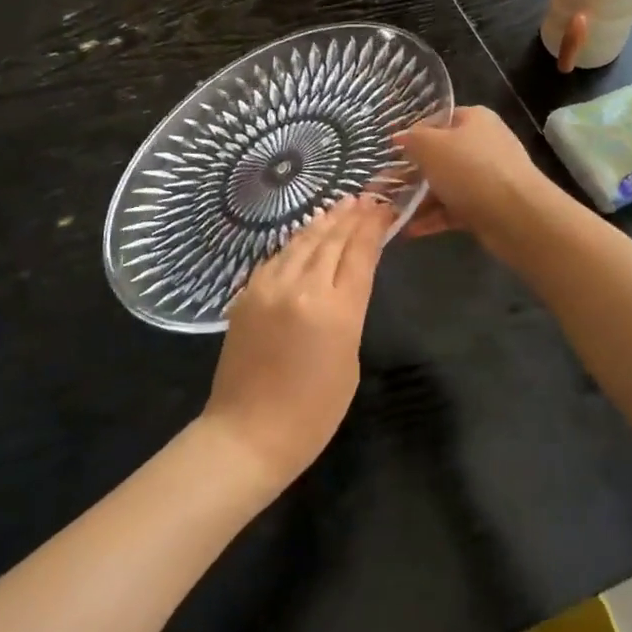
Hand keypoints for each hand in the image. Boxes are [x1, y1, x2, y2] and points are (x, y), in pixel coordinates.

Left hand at [201, 196, 392, 489]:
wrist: (247, 433)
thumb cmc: (312, 412)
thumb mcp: (349, 361)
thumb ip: (350, 312)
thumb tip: (346, 281)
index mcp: (336, 310)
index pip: (359, 252)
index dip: (373, 226)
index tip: (384, 208)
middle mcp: (302, 287)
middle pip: (331, 239)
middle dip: (351, 217)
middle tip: (366, 199)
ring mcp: (269, 287)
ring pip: (302, 242)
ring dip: (324, 222)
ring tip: (340, 206)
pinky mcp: (247, 293)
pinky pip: (277, 258)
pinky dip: (296, 242)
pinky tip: (306, 235)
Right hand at [394, 106, 545, 253]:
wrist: (517, 216)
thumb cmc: (471, 169)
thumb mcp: (431, 146)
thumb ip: (411, 139)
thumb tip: (399, 137)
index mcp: (474, 120)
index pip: (437, 120)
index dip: (411, 134)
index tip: (387, 152)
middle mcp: (482, 145)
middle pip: (439, 155)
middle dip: (410, 172)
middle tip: (381, 187)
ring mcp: (487, 178)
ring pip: (444, 185)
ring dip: (418, 199)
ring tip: (389, 212)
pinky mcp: (487, 207)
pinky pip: (453, 209)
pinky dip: (432, 218)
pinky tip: (408, 230)